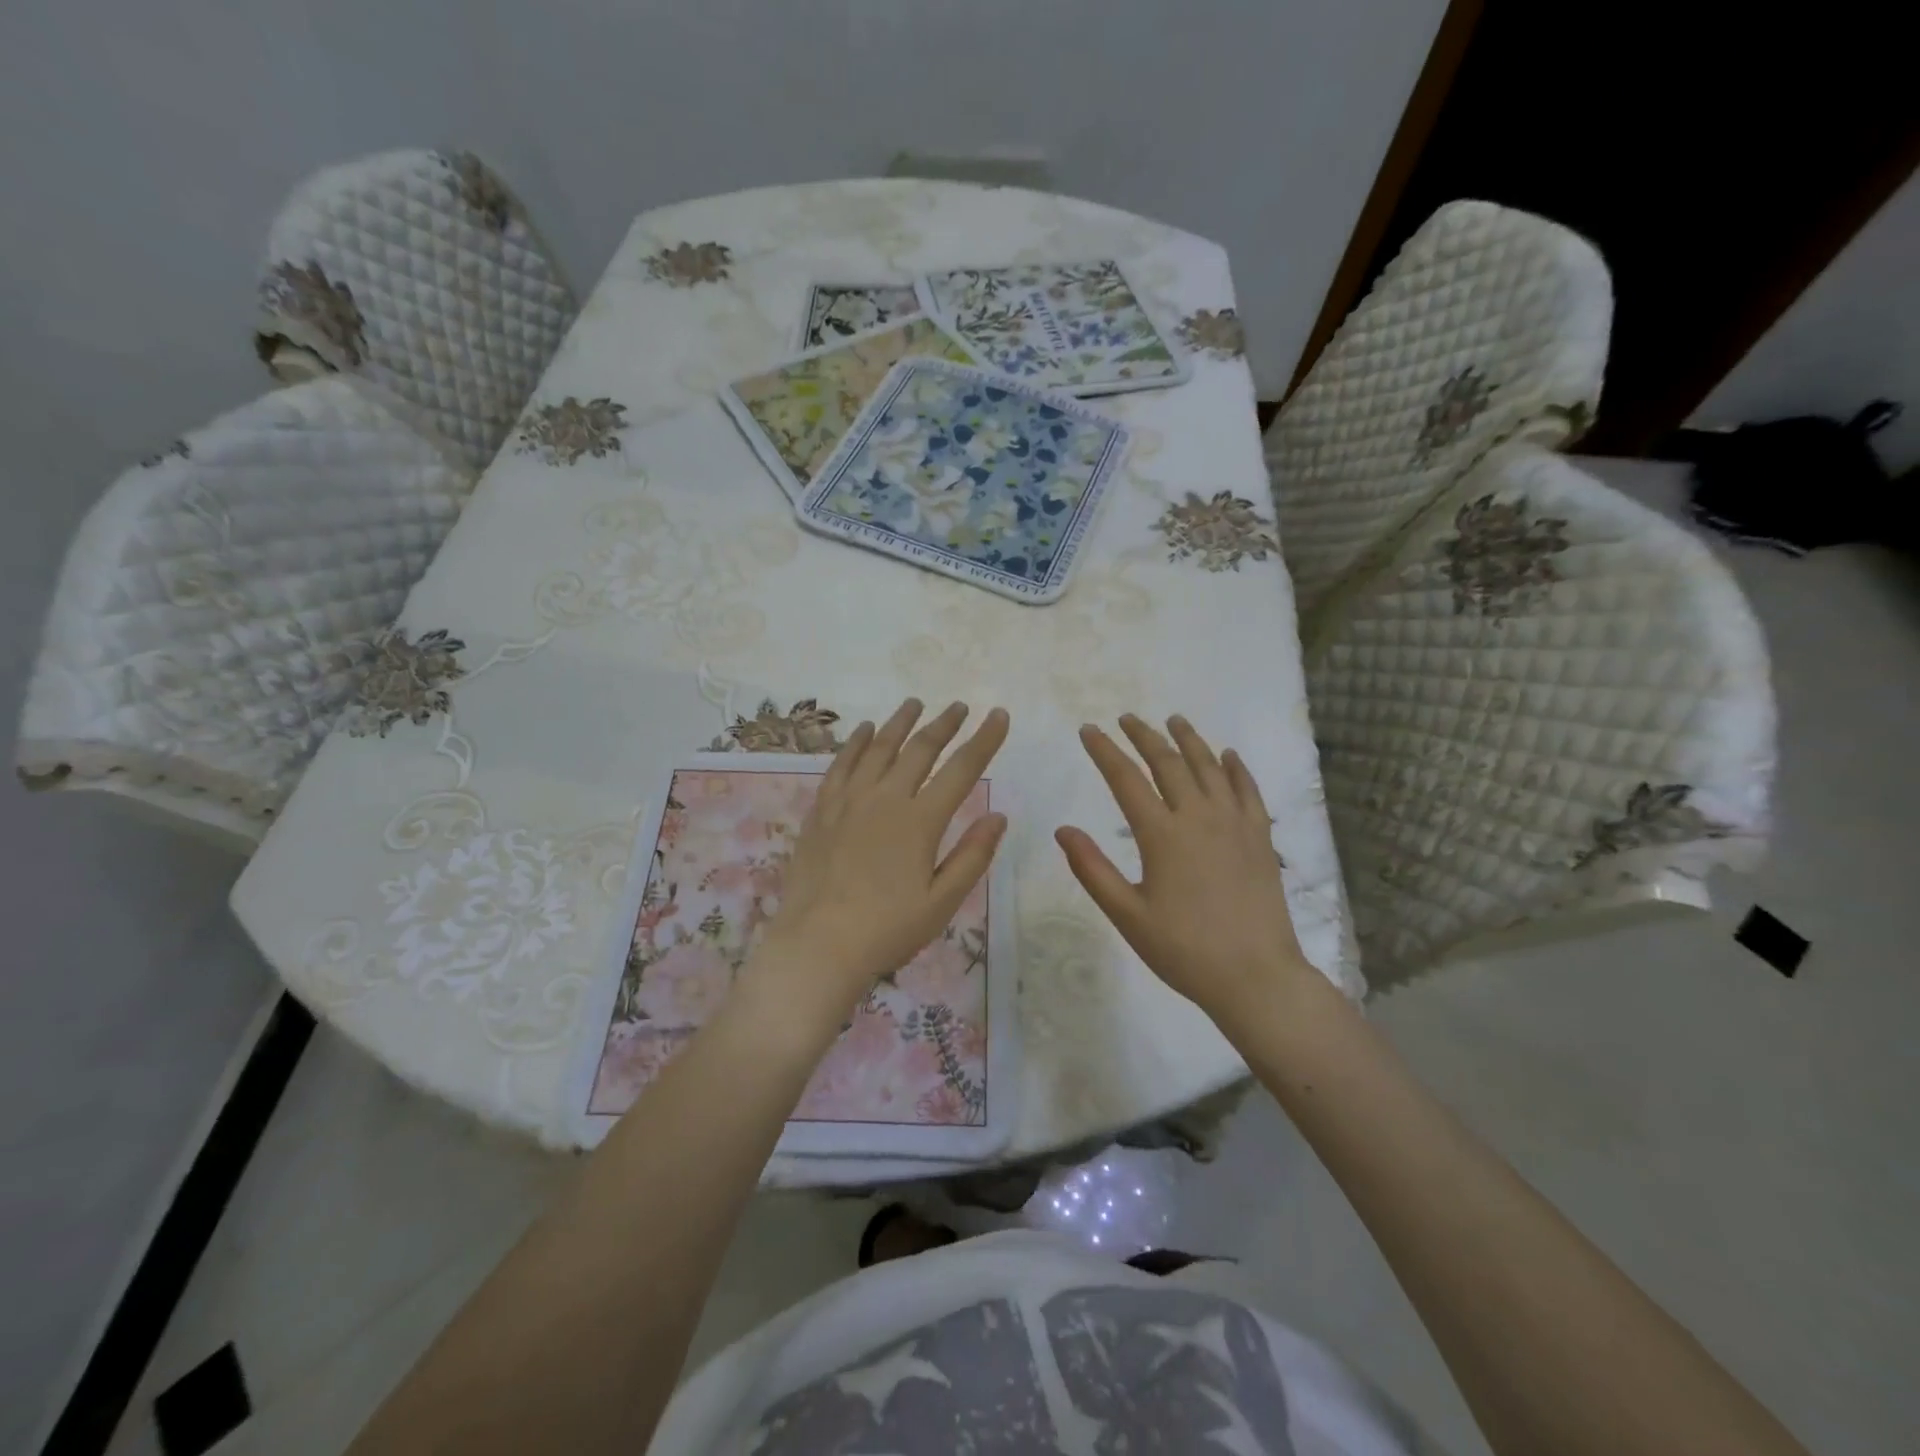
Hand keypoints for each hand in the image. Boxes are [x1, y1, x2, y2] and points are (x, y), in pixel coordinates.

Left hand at [749, 699, 1009, 1023]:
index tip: (999, 715)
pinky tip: (864, 730)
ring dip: (900, 723)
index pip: (962, 769)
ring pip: (878, 747)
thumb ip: (972, 855)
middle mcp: (886, 799)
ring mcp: (849, 800)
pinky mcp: (821, 810)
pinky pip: (841, 764)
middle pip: (920, 749)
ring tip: (915, 703)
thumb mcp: (942, 902)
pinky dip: (856, 742)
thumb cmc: (887, 929)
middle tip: (959, 706)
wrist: (818, 944)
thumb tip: (999, 815)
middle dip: (944, 724)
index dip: (984, 740)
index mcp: (920, 821)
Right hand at [1056, 714, 1313, 1022]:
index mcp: (1162, 835)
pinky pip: (1248, 790)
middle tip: (1127, 718)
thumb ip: (1092, 869)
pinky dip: (1237, 768)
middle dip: (1144, 736)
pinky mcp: (1261, 837)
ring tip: (1174, 720)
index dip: (1105, 751)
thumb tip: (1063, 830)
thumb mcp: (1127, 915)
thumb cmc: (1184, 950)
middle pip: (1168, 763)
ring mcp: (1235, 824)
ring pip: (1210, 767)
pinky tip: (1228, 756)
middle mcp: (1199, 817)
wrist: (1256, 977)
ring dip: (1189, 740)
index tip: (1089, 730)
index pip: (1126, 779)